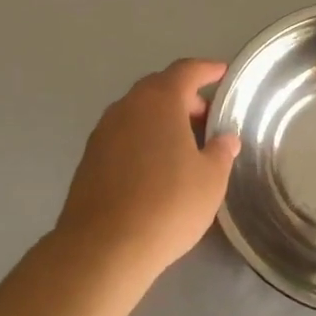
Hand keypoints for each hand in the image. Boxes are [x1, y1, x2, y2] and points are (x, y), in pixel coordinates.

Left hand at [54, 59, 240, 280]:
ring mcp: (103, 131)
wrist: (104, 246)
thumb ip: (221, 152)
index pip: (185, 71)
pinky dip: (142, 138)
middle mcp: (126, 107)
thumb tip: (225, 139)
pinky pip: (123, 135)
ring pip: (138, 112)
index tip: (222, 73)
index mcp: (159, 101)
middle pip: (158, 88)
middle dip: (184, 97)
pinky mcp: (89, 158)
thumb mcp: (210, 180)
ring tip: (184, 144)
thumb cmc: (168, 205)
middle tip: (207, 117)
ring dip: (161, 119)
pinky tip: (156, 166)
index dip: (207, 70)